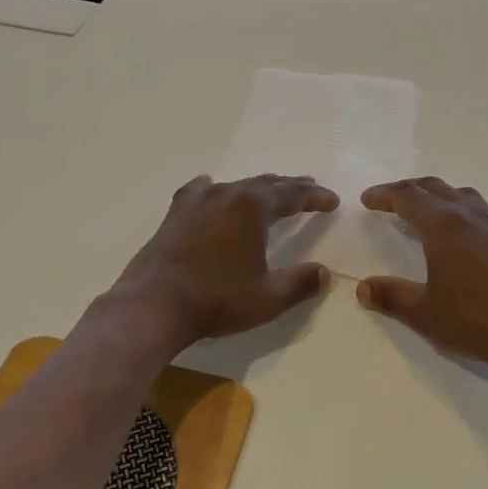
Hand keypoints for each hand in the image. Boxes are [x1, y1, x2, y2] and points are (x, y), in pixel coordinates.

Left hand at [109, 174, 338, 347]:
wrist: (154, 304)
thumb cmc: (217, 300)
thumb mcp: (267, 298)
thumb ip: (299, 283)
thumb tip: (324, 273)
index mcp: (253, 208)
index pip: (293, 195)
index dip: (315, 197)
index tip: (332, 200)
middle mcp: (227, 194)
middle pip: (266, 184)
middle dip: (290, 187)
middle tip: (309, 188)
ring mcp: (198, 201)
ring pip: (236, 185)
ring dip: (258, 188)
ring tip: (270, 190)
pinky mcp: (176, 214)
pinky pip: (201, 191)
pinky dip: (215, 189)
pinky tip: (211, 188)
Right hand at [356, 178, 487, 387]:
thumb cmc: (476, 320)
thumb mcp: (424, 313)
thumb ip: (391, 296)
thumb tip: (363, 288)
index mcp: (442, 225)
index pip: (407, 196)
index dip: (384, 195)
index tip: (367, 200)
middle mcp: (467, 215)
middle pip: (432, 187)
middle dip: (406, 190)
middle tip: (387, 201)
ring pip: (457, 194)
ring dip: (433, 195)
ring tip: (420, 211)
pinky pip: (474, 208)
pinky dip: (454, 207)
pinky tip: (454, 232)